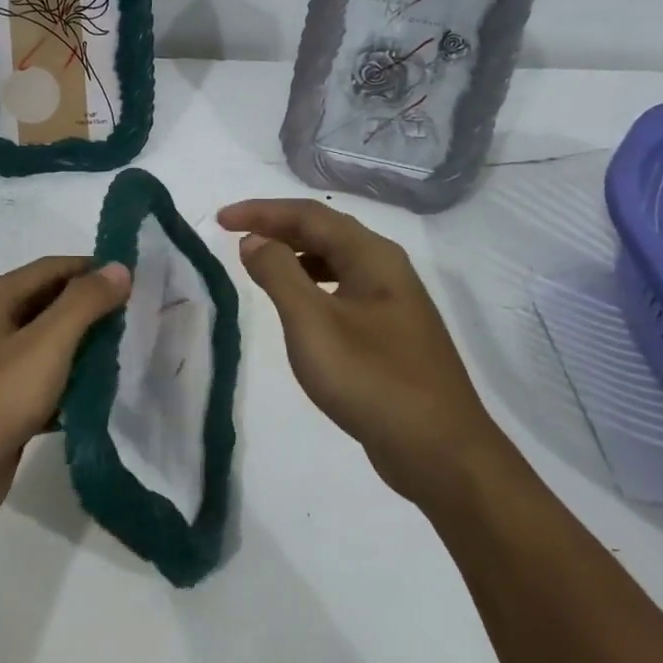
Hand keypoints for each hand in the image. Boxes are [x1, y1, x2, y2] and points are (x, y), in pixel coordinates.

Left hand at [0, 256, 130, 539]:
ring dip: (86, 350)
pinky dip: (71, 386)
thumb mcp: (42, 346)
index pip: (53, 269)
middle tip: (141, 321)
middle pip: (51, 305)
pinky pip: (43, 384)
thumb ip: (83, 304)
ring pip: (49, 347)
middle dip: (94, 311)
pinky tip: (103, 397)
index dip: (94, 270)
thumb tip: (119, 268)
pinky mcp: (1, 406)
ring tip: (130, 356)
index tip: (138, 282)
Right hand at [218, 198, 487, 501]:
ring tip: (259, 264)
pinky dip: (312, 285)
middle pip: (326, 231)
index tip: (221, 219)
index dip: (262, 211)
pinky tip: (298, 306)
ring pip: (336, 261)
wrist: (440, 451)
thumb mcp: (313, 324)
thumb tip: (255, 239)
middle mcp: (387, 268)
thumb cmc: (372, 380)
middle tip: (235, 235)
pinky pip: (343, 290)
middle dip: (278, 227)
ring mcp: (394, 302)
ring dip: (295, 255)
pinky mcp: (391, 333)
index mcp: (373, 256)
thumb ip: (280, 274)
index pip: (310, 215)